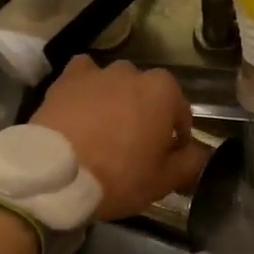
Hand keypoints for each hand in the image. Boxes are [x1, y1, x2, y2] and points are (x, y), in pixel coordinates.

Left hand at [31, 56, 209, 221]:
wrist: (55, 174)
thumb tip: (198, 152)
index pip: (181, 112)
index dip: (177, 137)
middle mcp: (133, 73)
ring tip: (105, 129)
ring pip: (116, 83)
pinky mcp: (66, 79)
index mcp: (163, 92)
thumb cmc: (118, 176)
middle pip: (147, 94)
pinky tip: (81, 107)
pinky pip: (83, 76)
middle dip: (146, 114)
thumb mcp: (163, 181)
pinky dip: (86, 87)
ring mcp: (98, 72)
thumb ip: (190, 162)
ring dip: (116, 100)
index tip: (167, 158)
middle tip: (134, 146)